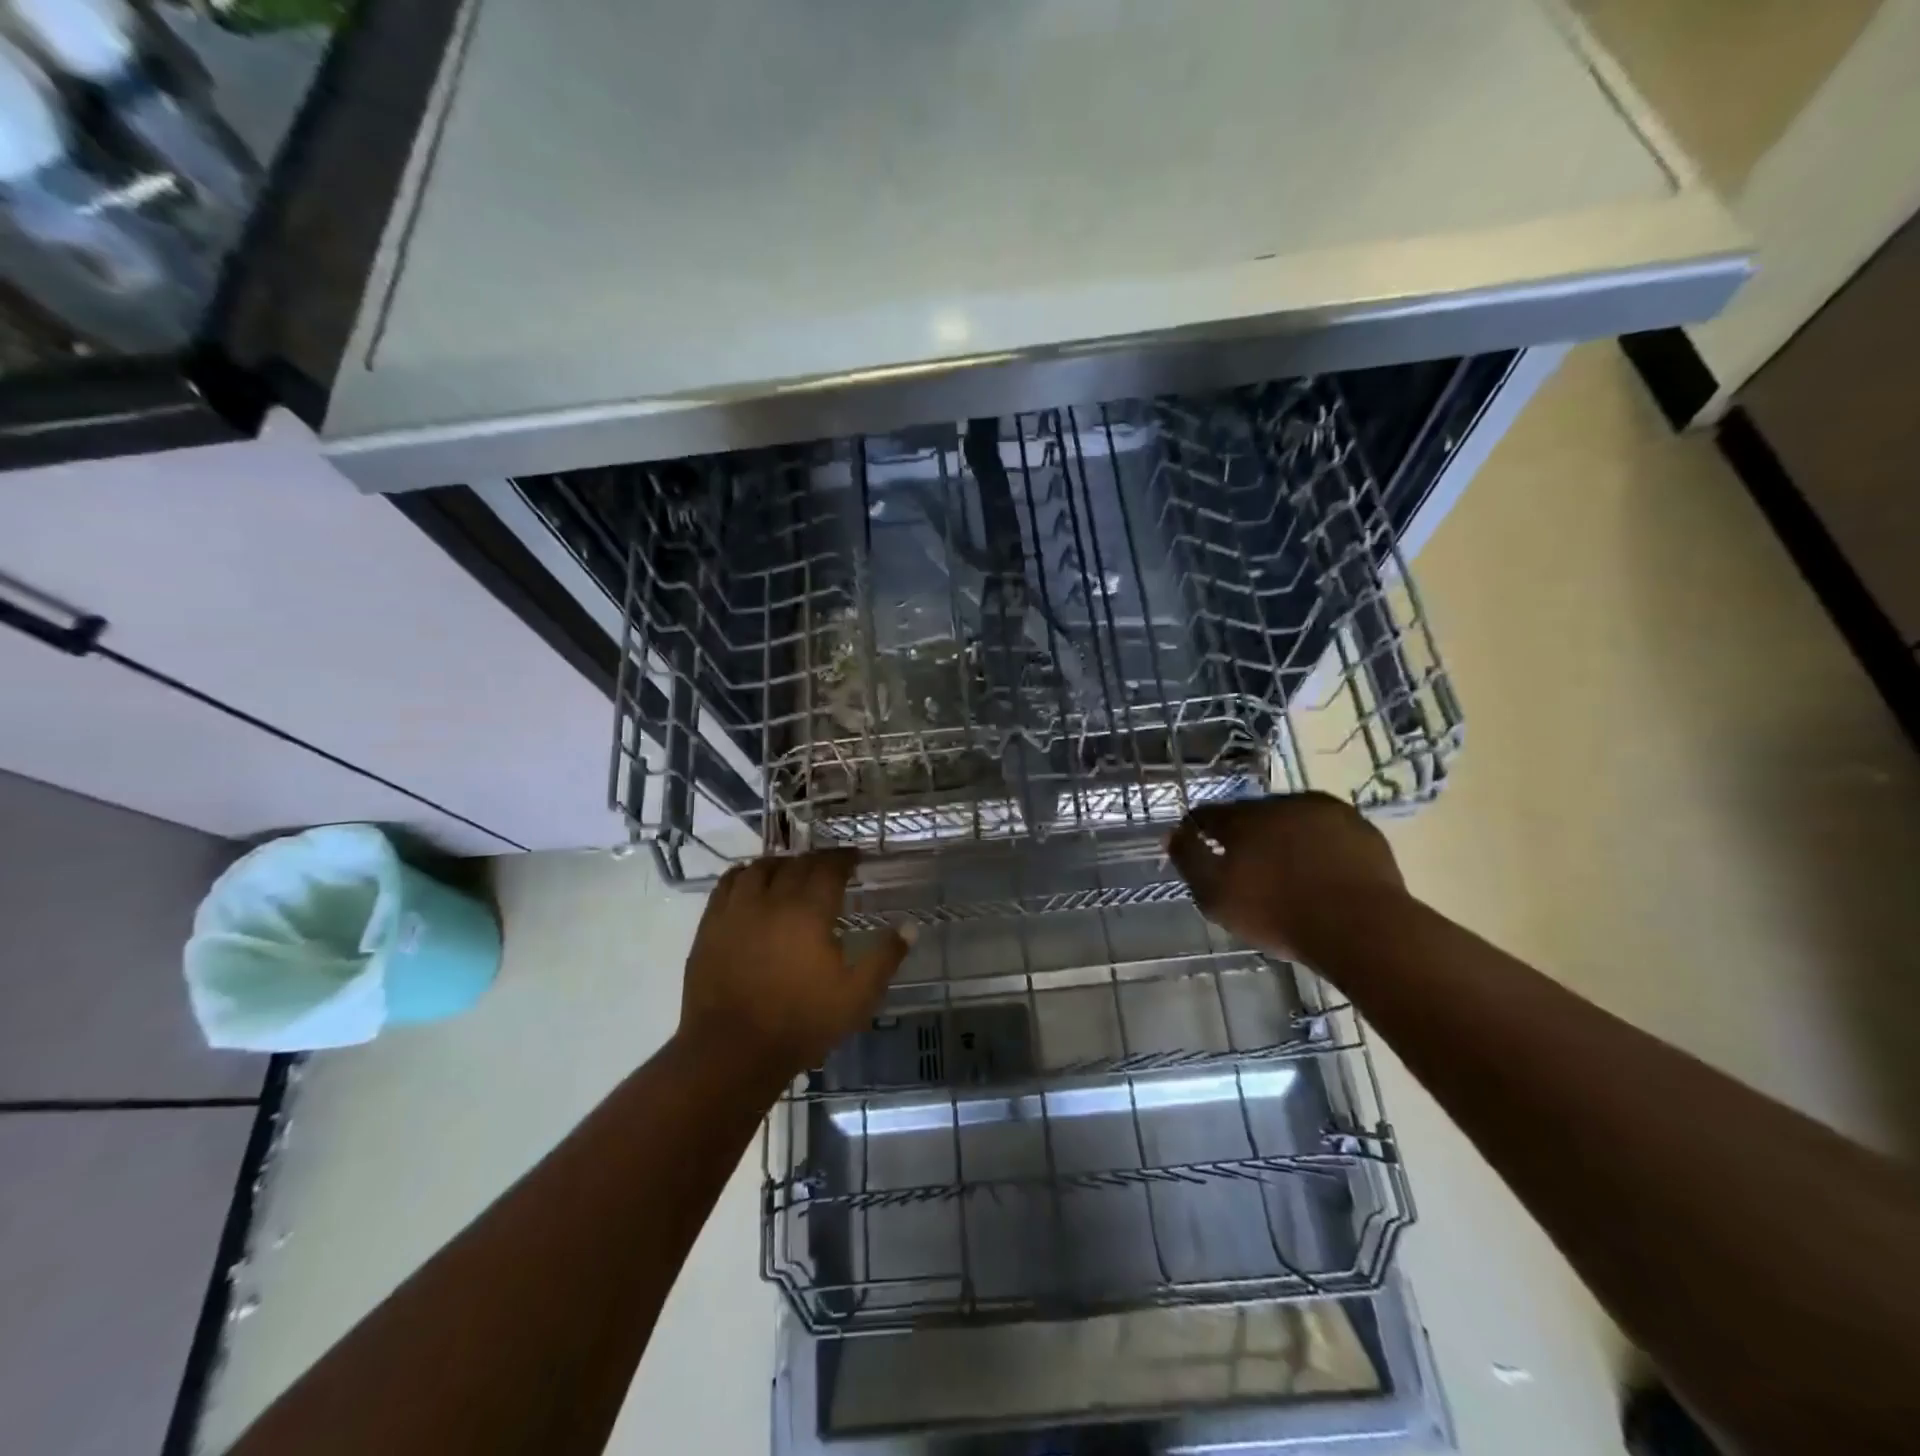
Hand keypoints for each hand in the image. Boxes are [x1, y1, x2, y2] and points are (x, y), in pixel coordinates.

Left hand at [677, 850, 913, 1082]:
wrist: (732, 1052)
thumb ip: (885, 957)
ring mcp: (736, 910)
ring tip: (791, 871)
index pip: (829, 867)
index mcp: (809, 911)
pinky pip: (727, 884)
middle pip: (796, 864)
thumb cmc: (801, 1022)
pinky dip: (744, 875)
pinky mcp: (710, 926)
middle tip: (829, 866)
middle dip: (816, 860)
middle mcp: (772, 899)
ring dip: (780, 863)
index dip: (844, 858)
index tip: (855, 858)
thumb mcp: (857, 996)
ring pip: (759, 868)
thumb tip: (910, 926)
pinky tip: (751, 884)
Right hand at [1167, 792, 1407, 958]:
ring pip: (1292, 820)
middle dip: (1244, 834)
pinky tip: (1321, 872)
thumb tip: (1174, 833)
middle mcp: (1282, 803)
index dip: (1199, 830)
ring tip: (1286, 870)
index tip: (1198, 847)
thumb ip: (1190, 860)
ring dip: (1283, 837)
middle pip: (1251, 814)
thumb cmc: (1278, 913)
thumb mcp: (1216, 895)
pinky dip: (1319, 846)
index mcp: (1244, 817)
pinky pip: (1327, 832)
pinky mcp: (1361, 829)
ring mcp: (1326, 812)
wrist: (1362, 926)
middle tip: (1245, 866)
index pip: (1209, 814)